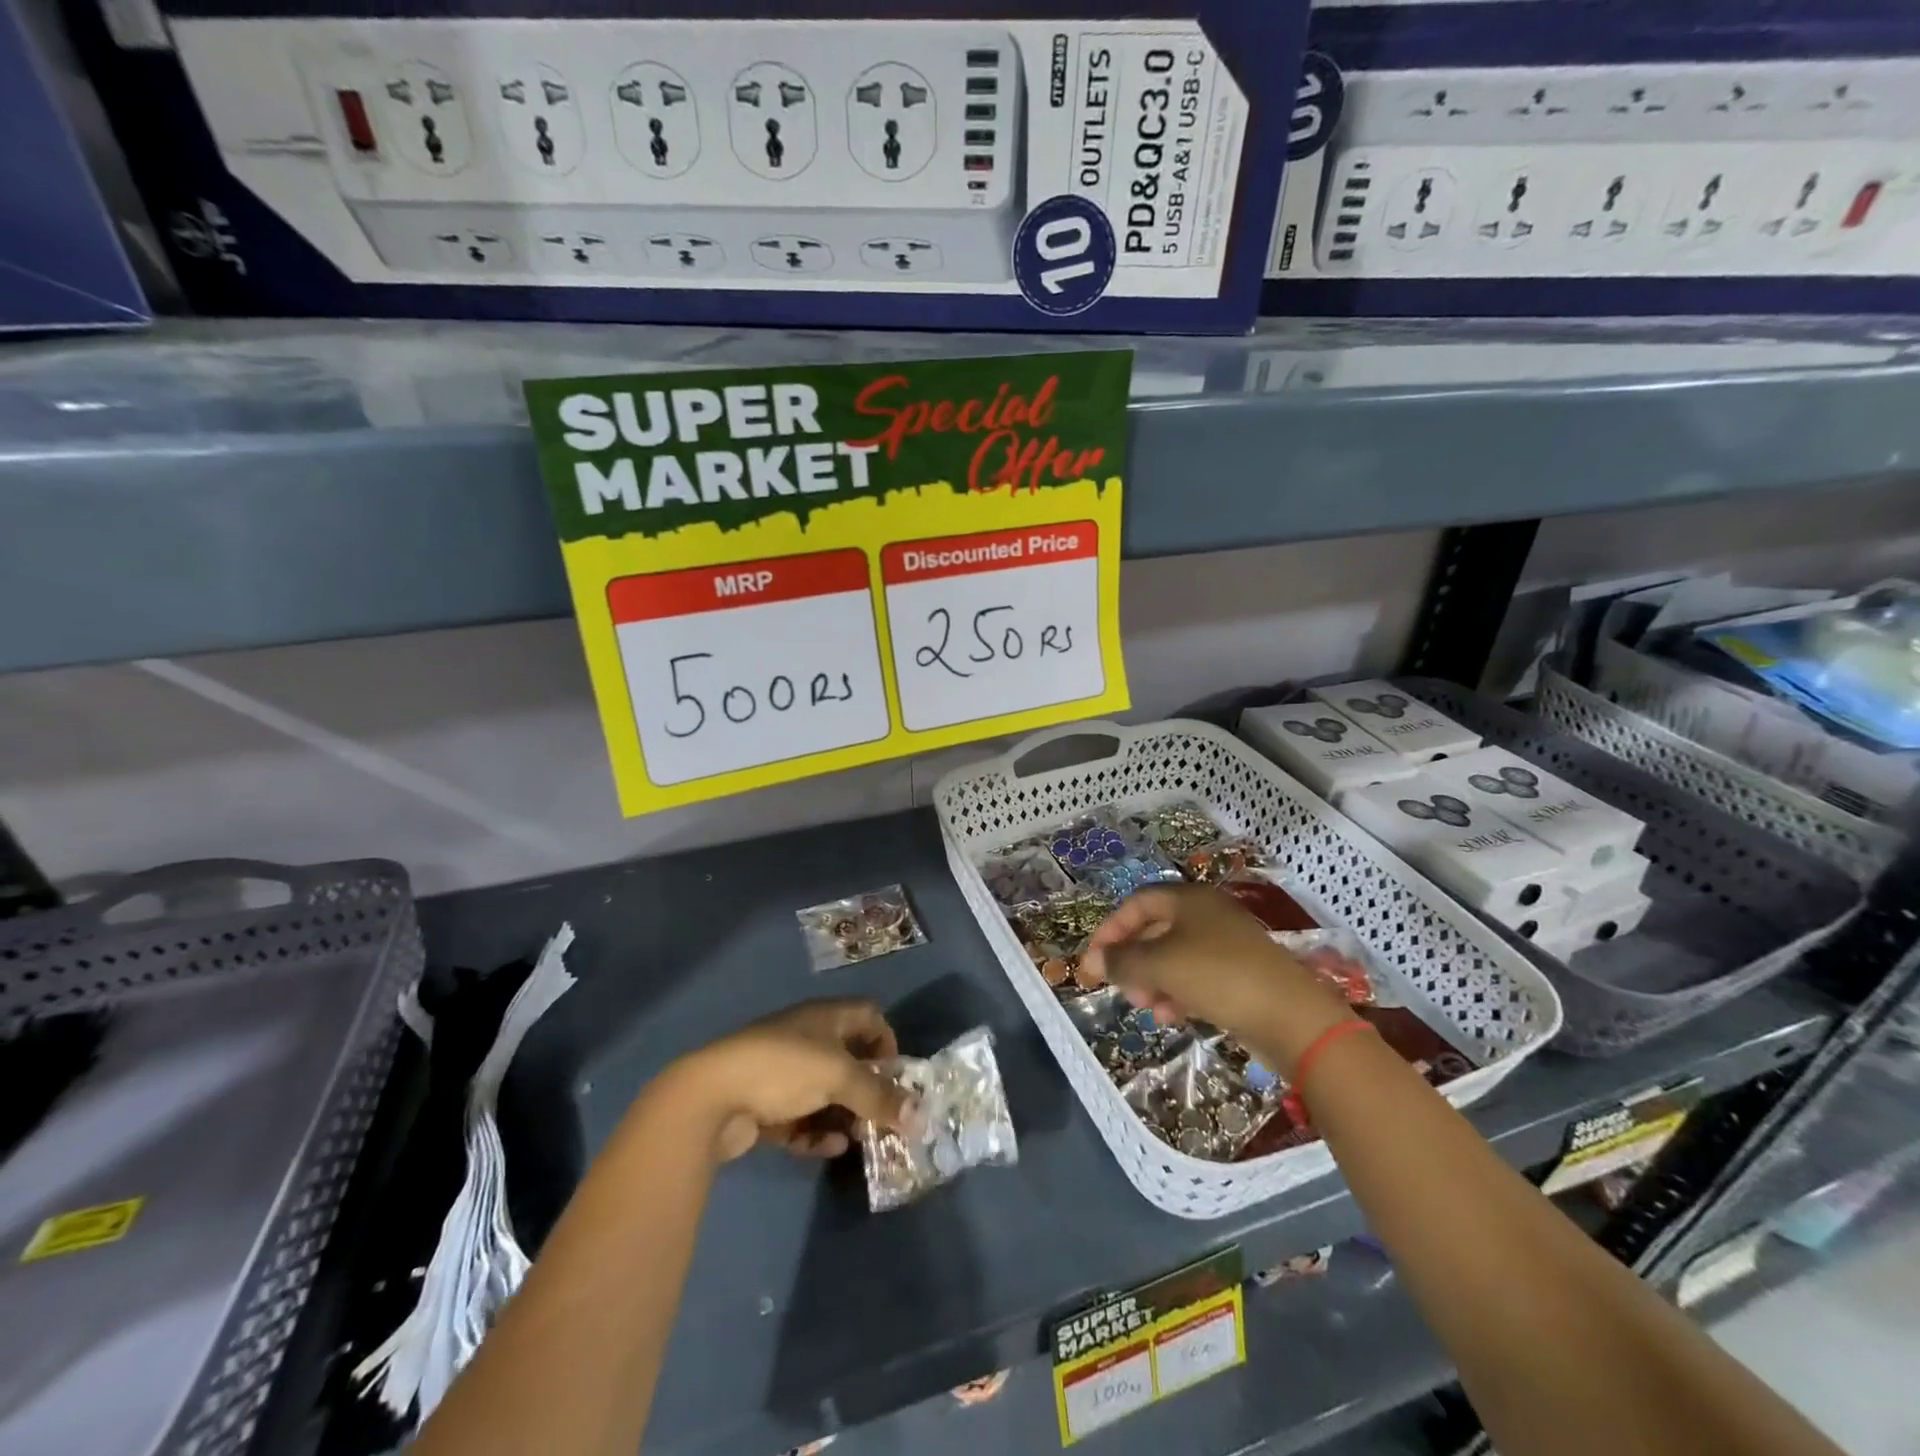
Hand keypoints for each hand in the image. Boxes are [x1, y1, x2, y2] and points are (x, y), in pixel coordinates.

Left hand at [667, 999, 914, 1162]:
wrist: (712, 1095)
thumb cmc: (784, 1068)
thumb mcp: (839, 1077)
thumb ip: (879, 1096)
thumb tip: (922, 1116)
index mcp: (826, 1017)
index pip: (869, 1016)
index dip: (887, 1041)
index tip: (897, 1075)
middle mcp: (807, 1038)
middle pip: (849, 1059)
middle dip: (867, 1089)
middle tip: (882, 1118)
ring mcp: (783, 1072)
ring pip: (825, 1092)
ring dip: (844, 1114)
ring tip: (857, 1138)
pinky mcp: (764, 1104)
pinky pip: (801, 1117)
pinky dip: (816, 1131)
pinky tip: (828, 1147)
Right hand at [1079, 885, 1353, 1071]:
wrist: (1291, 1016)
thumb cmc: (1217, 975)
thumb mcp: (1159, 965)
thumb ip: (1121, 960)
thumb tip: (1094, 960)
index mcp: (1188, 899)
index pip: (1136, 903)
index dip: (1111, 929)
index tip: (1094, 960)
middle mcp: (1206, 914)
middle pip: (1154, 930)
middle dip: (1132, 960)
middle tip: (1121, 989)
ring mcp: (1226, 944)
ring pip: (1174, 957)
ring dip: (1153, 981)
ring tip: (1148, 1008)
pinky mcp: (1240, 973)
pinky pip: (1196, 976)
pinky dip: (1178, 992)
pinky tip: (1173, 1017)